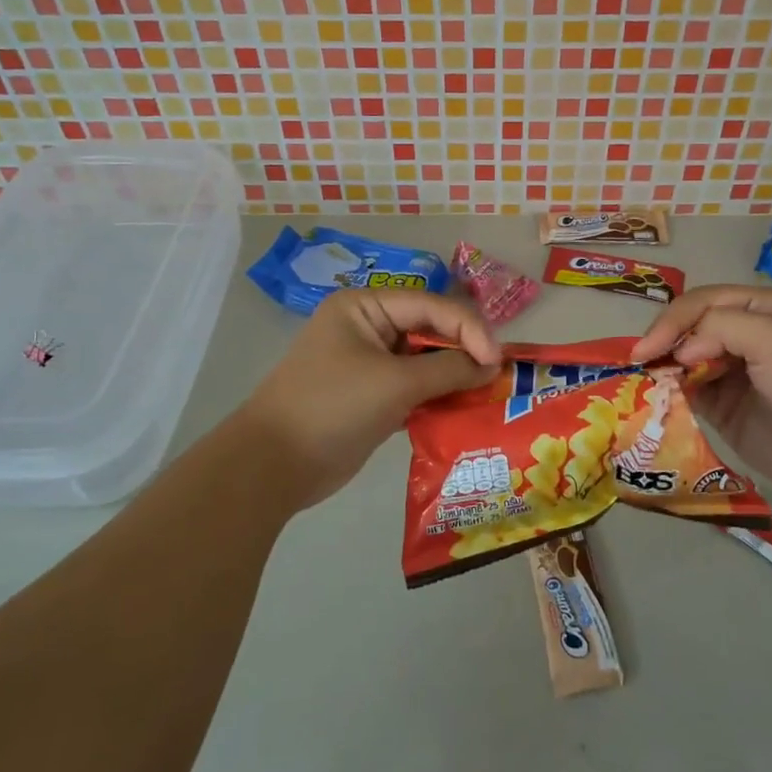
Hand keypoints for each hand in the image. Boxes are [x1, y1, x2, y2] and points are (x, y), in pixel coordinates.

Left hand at [240, 288, 500, 512]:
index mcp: (366, 307)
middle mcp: (368, 327)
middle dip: (464, 353)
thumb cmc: (333, 408)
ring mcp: (368, 363)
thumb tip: (492, 367)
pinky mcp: (371, 396)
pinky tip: (461, 413)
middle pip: (429, 331)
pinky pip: (414, 389)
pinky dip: (436, 399)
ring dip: (453, 378)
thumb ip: (448, 370)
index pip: (431, 306)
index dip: (469, 329)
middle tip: (497, 379)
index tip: (497, 362)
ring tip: (486, 396)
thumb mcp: (395, 384)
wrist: (274, 465)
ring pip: (424, 362)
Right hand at [632, 284, 771, 502]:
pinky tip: (657, 397)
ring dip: (662, 366)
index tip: (648, 349)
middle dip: (663, 340)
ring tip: (644, 379)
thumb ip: (718, 328)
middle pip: (687, 327)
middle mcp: (741, 334)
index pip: (700, 302)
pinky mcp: (721, 407)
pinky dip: (668, 392)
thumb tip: (680, 353)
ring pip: (681, 358)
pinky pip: (685, 392)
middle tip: (640, 363)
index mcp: (757, 308)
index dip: (672, 321)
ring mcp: (729, 371)